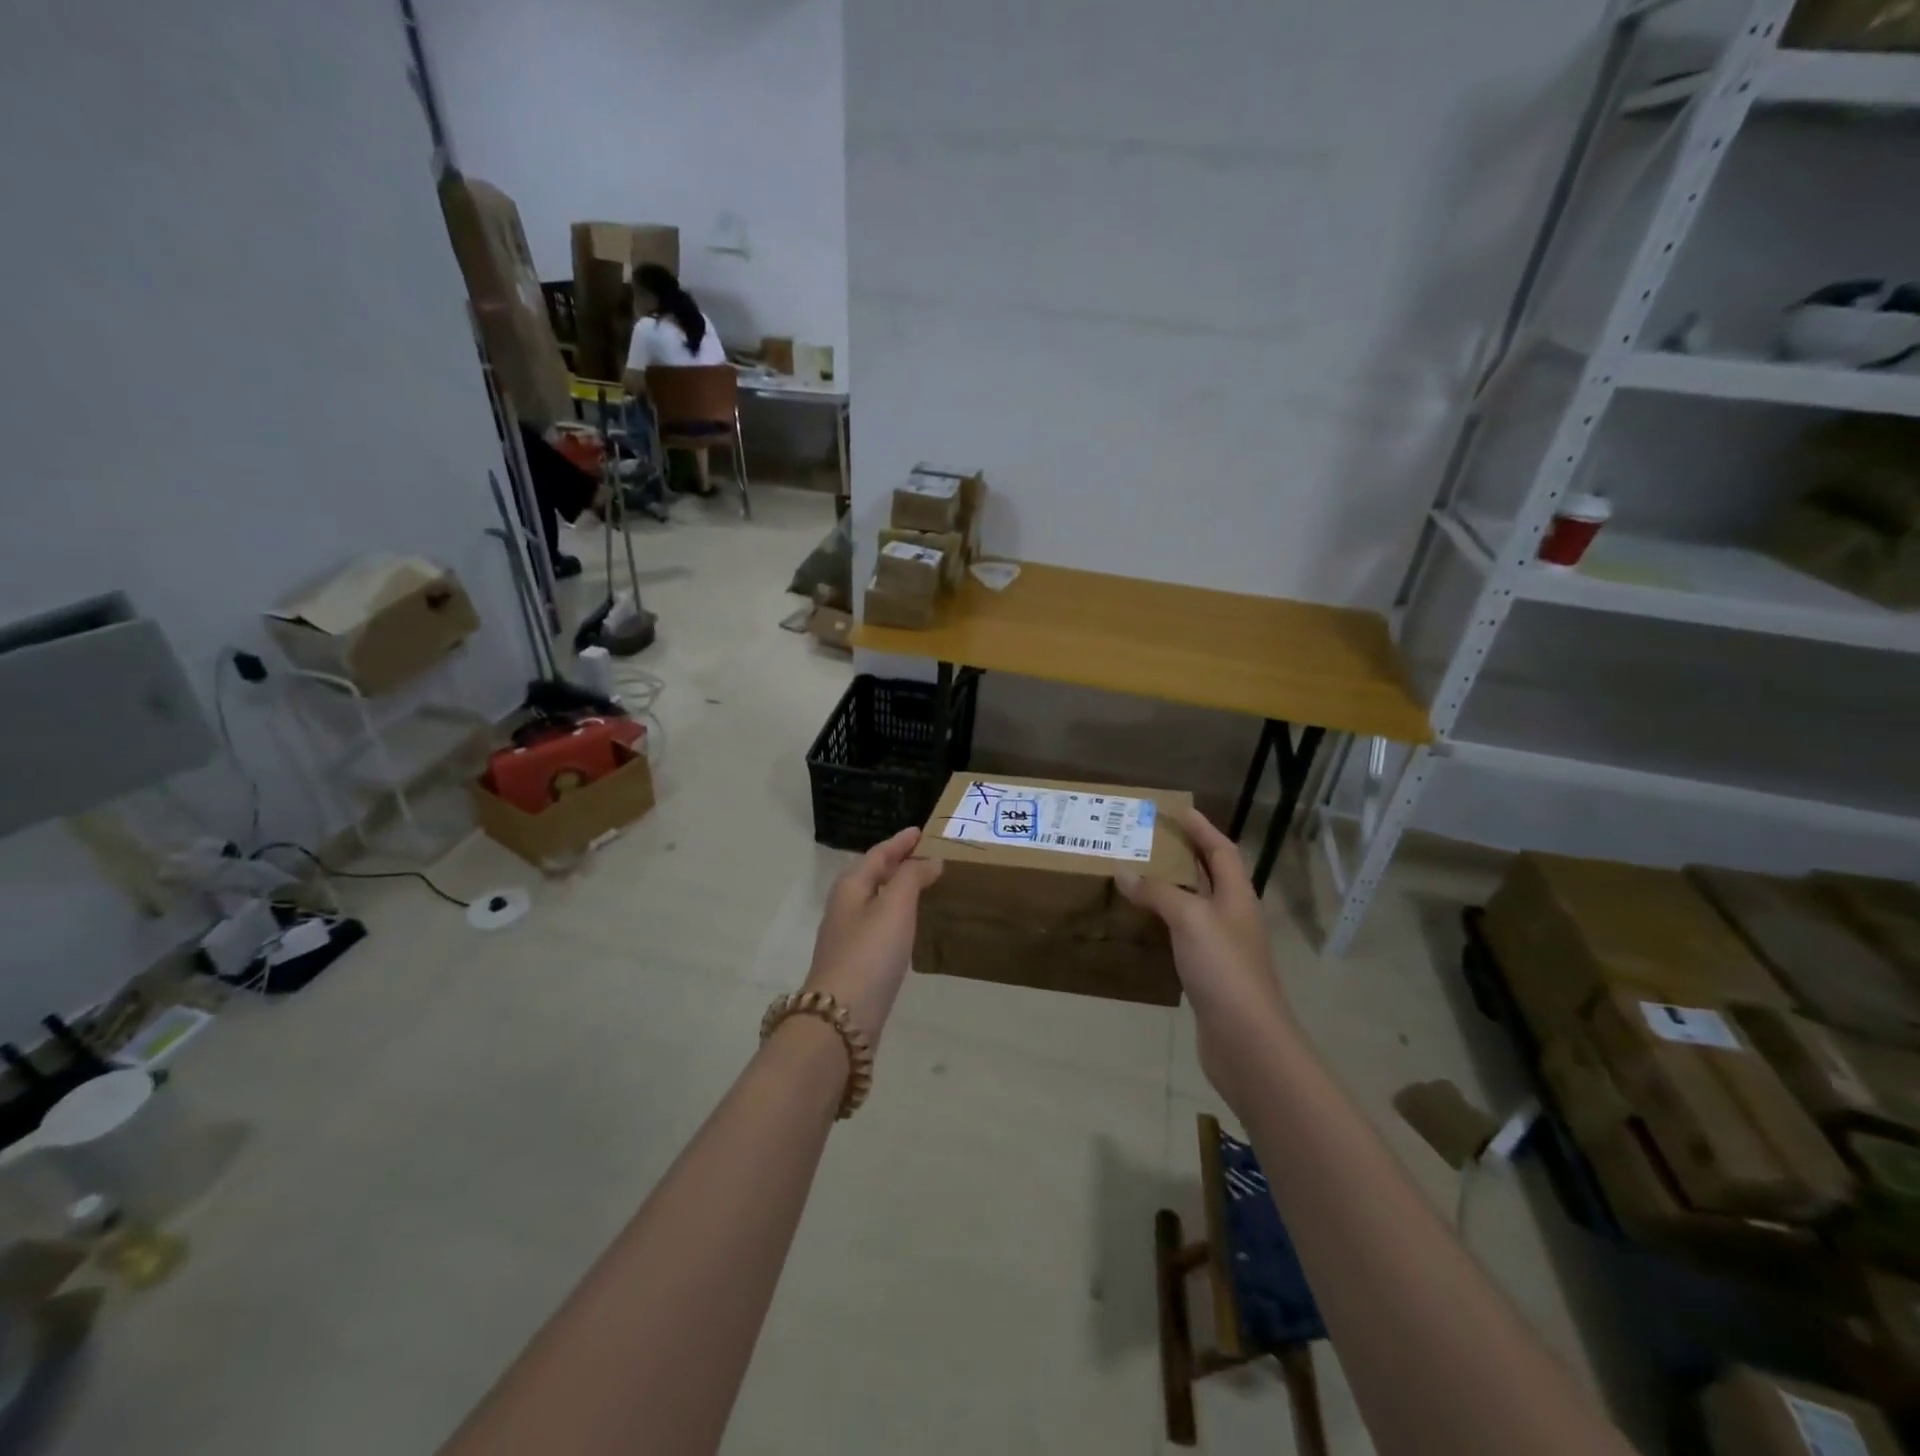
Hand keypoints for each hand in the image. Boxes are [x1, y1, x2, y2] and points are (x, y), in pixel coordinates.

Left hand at [801, 827, 942, 1042]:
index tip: (920, 831)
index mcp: (850, 887)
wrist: (841, 1017)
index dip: (899, 842)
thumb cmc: (870, 953)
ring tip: (920, 884)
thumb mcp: (894, 907)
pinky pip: (878, 925)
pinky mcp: (856, 963)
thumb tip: (928, 860)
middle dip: (895, 863)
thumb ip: (912, 878)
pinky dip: (895, 914)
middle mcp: (845, 907)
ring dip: (895, 889)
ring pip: (873, 900)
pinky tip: (907, 926)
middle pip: (871, 875)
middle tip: (923, 855)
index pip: (877, 854)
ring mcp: (847, 936)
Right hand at [1117, 808, 1292, 1106]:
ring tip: (1138, 876)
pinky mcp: (1209, 974)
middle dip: (1184, 854)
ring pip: (1195, 906)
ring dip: (1171, 889)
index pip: (1222, 850)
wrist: (1246, 1039)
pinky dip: (1164, 923)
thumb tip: (1124, 873)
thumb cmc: (1224, 968)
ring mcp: (1223, 948)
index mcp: (1237, 896)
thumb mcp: (1190, 919)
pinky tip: (1143, 925)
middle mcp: (1233, 917)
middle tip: (1148, 840)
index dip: (1202, 828)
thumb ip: (1158, 893)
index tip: (1178, 810)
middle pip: (1210, 875)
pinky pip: (1184, 936)